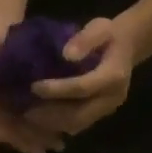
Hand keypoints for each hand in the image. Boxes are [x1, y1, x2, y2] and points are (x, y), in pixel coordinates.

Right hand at [0, 21, 65, 152]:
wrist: (1, 34)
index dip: (8, 133)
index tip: (25, 142)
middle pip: (7, 130)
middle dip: (27, 140)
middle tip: (48, 148)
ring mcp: (6, 105)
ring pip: (19, 129)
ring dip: (37, 138)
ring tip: (59, 144)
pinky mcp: (20, 103)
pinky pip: (29, 121)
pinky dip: (43, 128)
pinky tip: (61, 132)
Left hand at [26, 18, 137, 138]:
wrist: (126, 48)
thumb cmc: (108, 35)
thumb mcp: (100, 28)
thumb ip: (86, 39)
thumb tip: (67, 55)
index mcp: (114, 76)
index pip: (82, 87)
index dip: (57, 89)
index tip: (34, 87)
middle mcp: (112, 98)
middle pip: (79, 114)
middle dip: (50, 114)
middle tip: (25, 110)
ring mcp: (107, 109)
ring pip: (77, 124)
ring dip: (51, 123)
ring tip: (28, 116)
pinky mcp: (100, 115)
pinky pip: (77, 125)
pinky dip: (57, 124)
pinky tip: (39, 117)